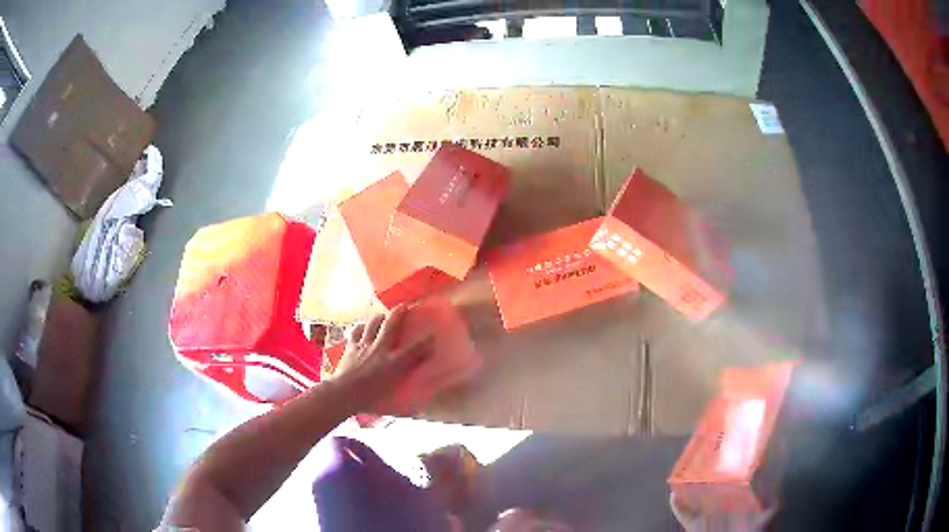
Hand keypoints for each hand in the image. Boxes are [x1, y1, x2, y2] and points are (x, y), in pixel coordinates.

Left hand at [332, 305, 432, 408]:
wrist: (344, 392)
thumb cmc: (370, 397)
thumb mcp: (392, 392)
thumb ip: (404, 385)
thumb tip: (419, 392)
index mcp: (393, 363)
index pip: (414, 349)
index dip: (425, 341)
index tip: (433, 333)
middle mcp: (380, 350)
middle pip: (391, 326)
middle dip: (398, 314)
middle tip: (403, 306)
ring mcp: (363, 346)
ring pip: (372, 325)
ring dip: (378, 318)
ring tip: (381, 316)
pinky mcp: (350, 347)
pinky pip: (356, 332)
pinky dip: (360, 328)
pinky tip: (361, 327)